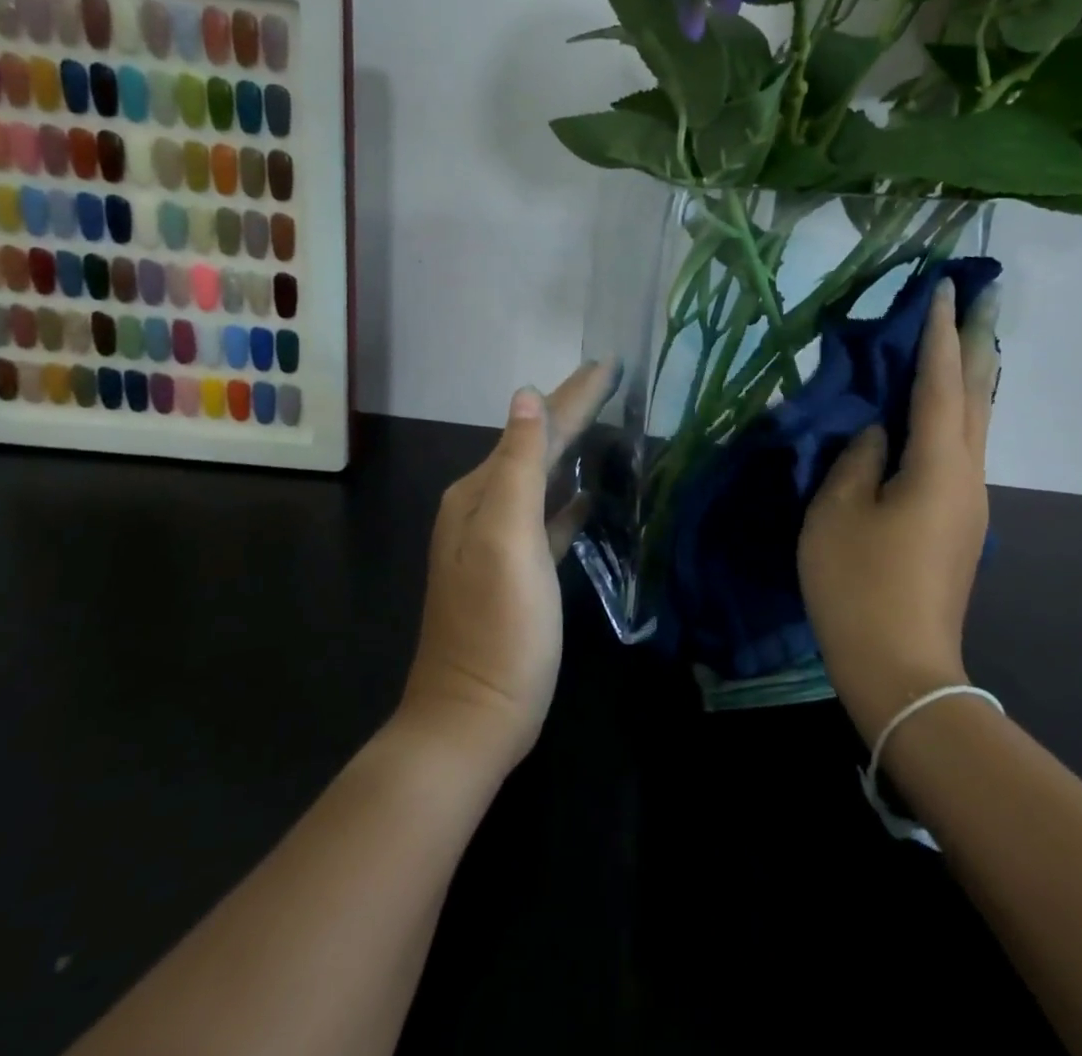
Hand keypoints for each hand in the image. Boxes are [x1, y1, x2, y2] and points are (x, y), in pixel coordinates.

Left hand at [401, 362, 614, 769]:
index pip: (533, 428)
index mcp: (479, 494)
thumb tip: (526, 397)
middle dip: (571, 411)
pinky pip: (548, 519)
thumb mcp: (506, 540)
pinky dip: (567, 499)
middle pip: (536, 446)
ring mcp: (499, 542)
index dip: (572, 395)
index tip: (608, 362)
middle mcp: (483, 508)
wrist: (472, 718)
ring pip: (542, 478)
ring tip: (603, 423)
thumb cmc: (497, 627)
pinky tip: (588, 495)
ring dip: (570, 449)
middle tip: (609, 379)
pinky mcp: (519, 573)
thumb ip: (517, 466)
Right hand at [798, 279, 999, 740]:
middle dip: (977, 343)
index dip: (939, 333)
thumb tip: (878, 431)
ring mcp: (969, 502)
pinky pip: (961, 449)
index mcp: (939, 466)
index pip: (940, 382)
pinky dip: (954, 413)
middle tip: (982, 299)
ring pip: (974, 423)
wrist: (901, 670)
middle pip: (976, 395)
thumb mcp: (837, 512)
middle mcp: (968, 476)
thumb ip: (857, 458)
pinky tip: (940, 408)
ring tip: (962, 340)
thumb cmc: (859, 586)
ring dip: (968, 377)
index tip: (945, 288)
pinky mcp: (959, 523)